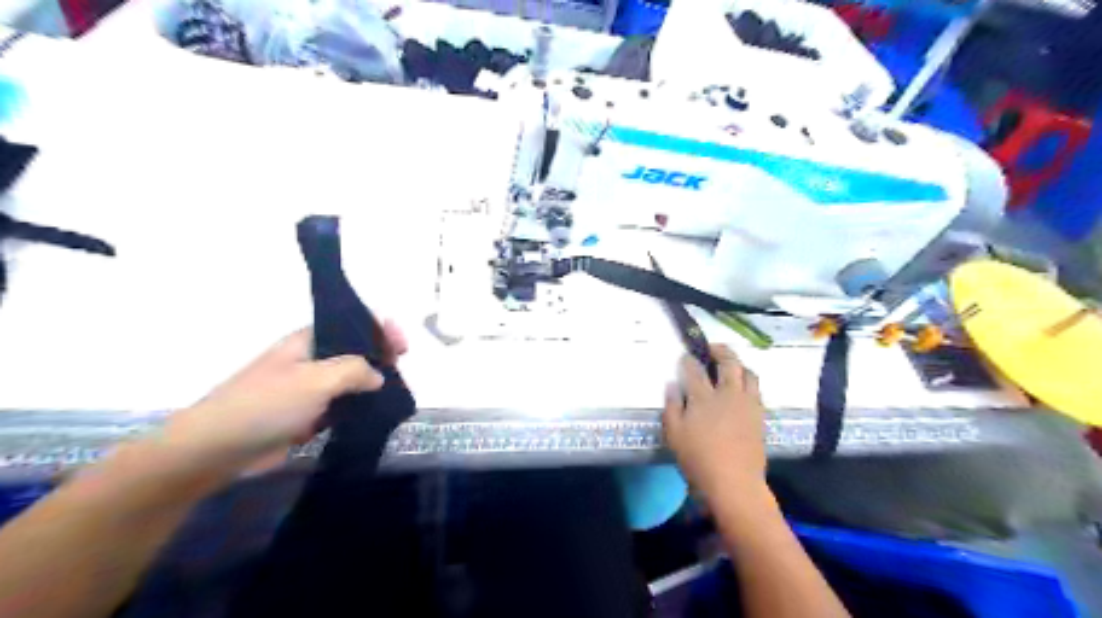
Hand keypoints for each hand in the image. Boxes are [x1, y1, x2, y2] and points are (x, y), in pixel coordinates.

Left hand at [162, 322, 405, 477]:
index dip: (379, 329)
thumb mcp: (316, 379)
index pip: (351, 325)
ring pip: (350, 383)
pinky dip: (358, 409)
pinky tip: (376, 416)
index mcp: (308, 342)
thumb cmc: (265, 404)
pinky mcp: (306, 417)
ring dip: (371, 387)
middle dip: (380, 358)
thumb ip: (354, 370)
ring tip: (397, 396)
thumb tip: (378, 376)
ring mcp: (307, 390)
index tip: (402, 345)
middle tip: (402, 372)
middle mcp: (310, 362)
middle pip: (354, 353)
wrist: (215, 449)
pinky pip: (340, 408)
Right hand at [661, 346, 768, 503]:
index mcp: (703, 397)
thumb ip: (672, 406)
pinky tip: (741, 388)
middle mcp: (727, 393)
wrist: (734, 482)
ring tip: (730, 367)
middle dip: (719, 350)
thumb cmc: (698, 459)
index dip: (688, 359)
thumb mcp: (674, 434)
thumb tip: (672, 385)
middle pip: (728, 362)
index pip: (694, 369)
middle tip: (711, 349)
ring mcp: (746, 403)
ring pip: (748, 372)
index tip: (684, 357)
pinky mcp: (759, 415)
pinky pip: (756, 389)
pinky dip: (748, 381)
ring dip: (738, 364)